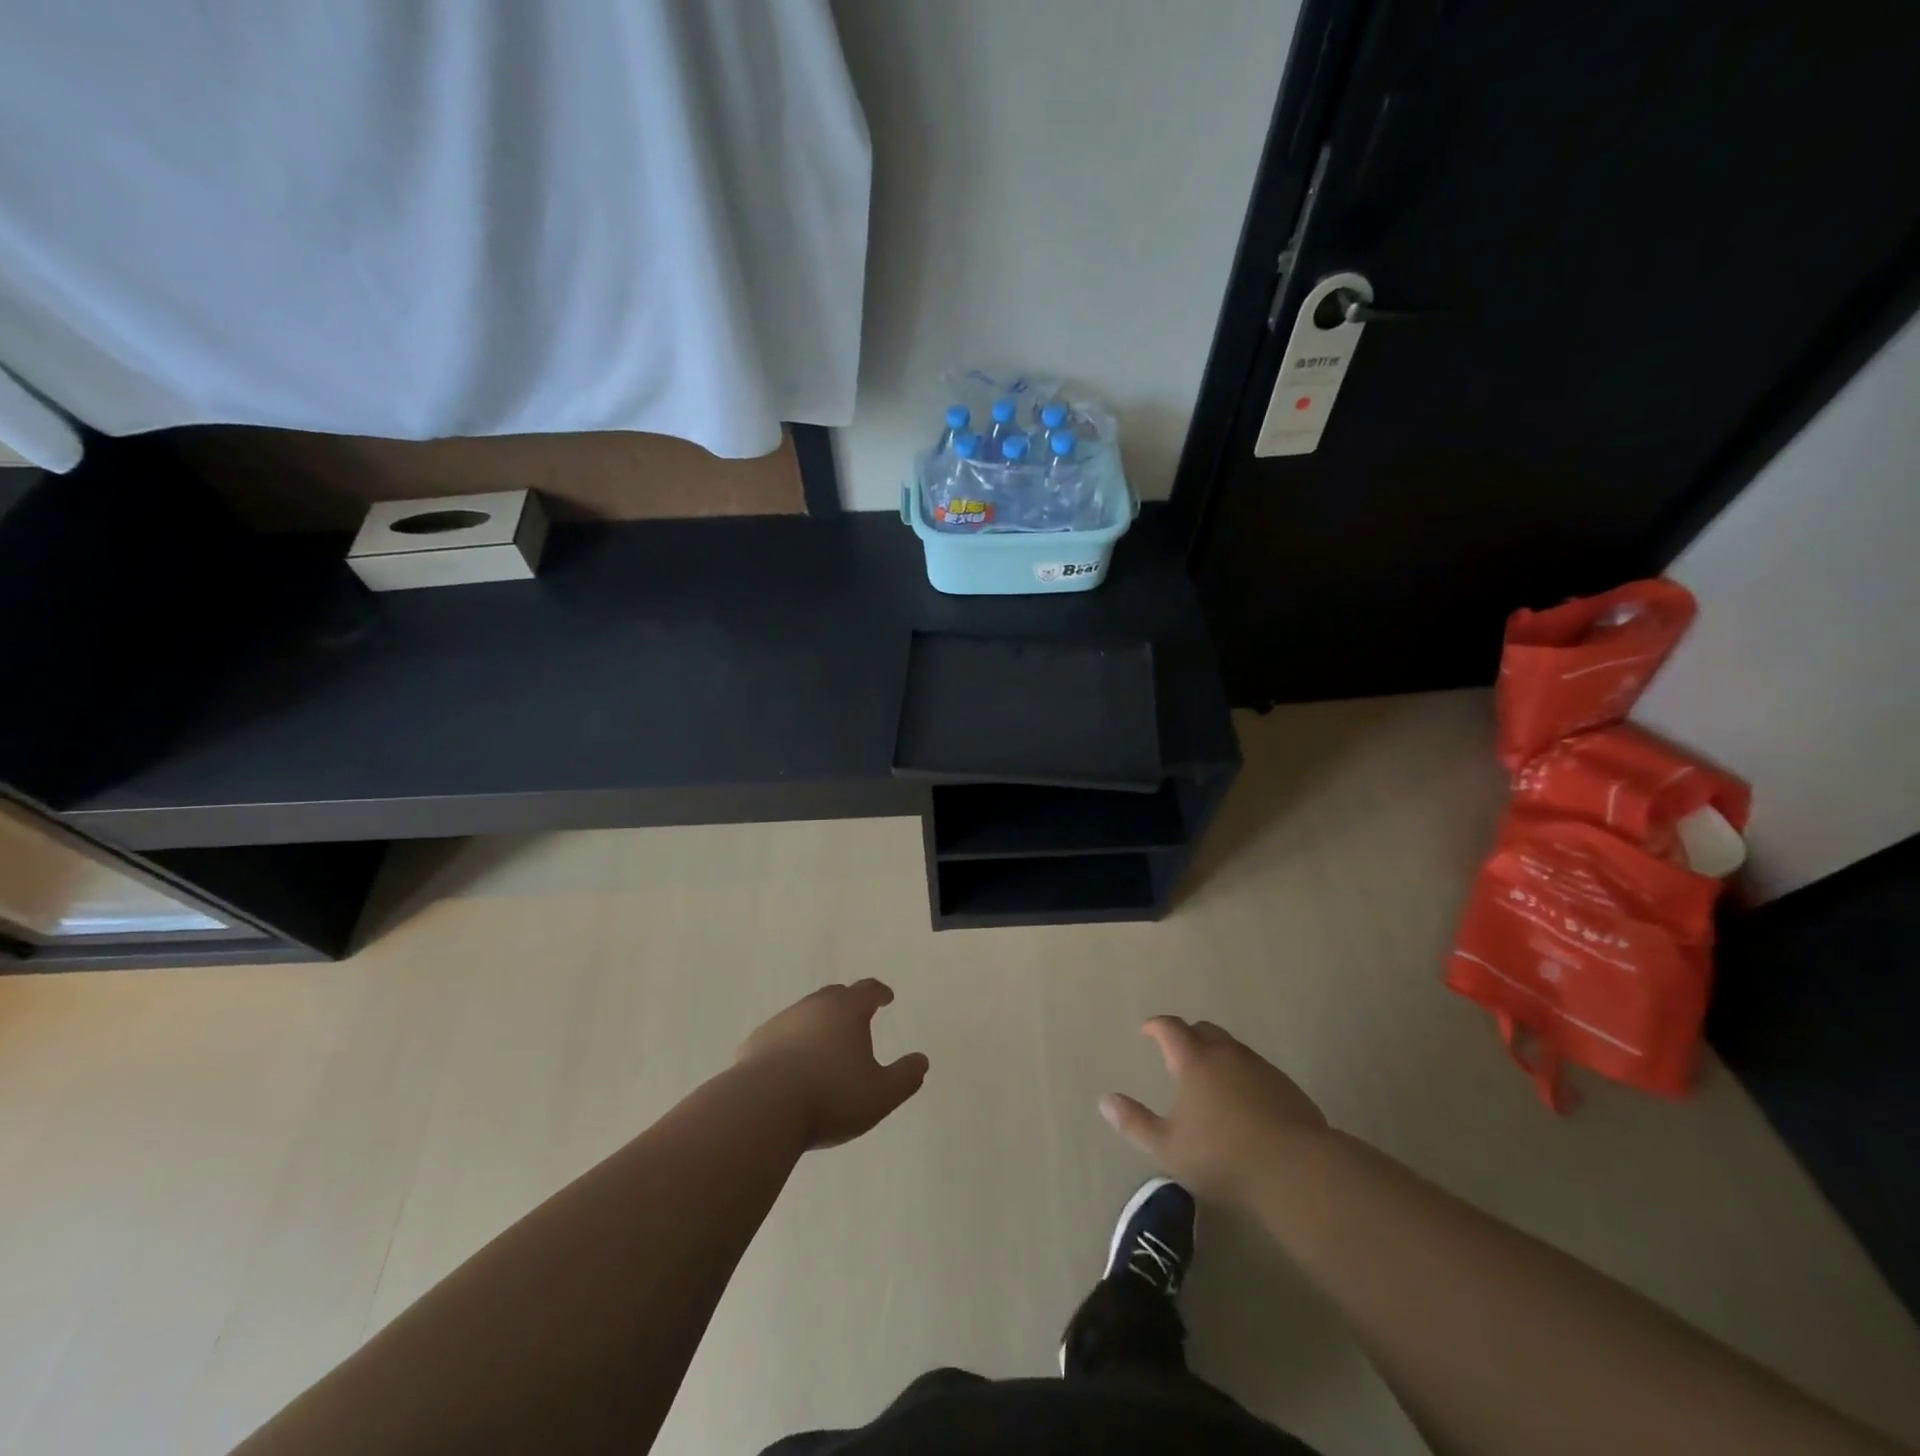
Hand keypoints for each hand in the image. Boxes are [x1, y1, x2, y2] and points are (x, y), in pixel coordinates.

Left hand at [735, 980, 928, 1149]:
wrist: (762, 1108)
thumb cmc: (830, 1097)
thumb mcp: (881, 1095)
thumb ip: (906, 1077)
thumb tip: (922, 1061)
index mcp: (847, 1011)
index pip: (868, 990)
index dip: (879, 993)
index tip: (886, 997)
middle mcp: (814, 1006)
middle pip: (835, 995)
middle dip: (848, 1003)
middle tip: (857, 1018)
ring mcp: (781, 1022)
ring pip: (805, 1014)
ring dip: (818, 1024)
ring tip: (824, 1046)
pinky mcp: (756, 1042)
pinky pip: (780, 1036)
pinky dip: (791, 1044)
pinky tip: (791, 1066)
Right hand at [1101, 1016, 1327, 1208]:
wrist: (1296, 1170)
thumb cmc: (1223, 1157)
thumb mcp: (1168, 1147)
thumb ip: (1134, 1122)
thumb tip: (1104, 1100)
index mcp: (1194, 1061)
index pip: (1171, 1028)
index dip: (1157, 1026)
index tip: (1148, 1031)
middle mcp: (1226, 1054)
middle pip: (1204, 1030)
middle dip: (1188, 1036)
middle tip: (1178, 1053)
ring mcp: (1260, 1067)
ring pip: (1232, 1048)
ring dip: (1217, 1055)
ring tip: (1211, 1080)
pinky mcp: (1286, 1086)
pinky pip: (1256, 1068)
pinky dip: (1243, 1075)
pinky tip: (1244, 1102)